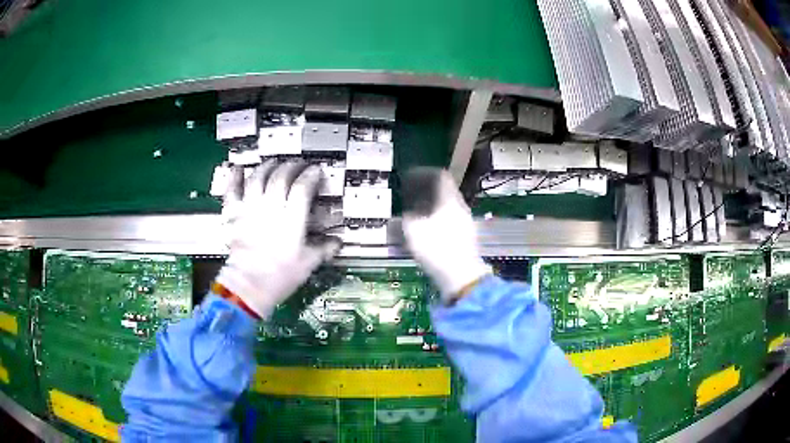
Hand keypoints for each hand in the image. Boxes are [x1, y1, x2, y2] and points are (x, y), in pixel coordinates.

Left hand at [217, 160, 340, 318]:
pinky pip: (232, 191)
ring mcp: (250, 208)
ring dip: (267, 167)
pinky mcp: (234, 214)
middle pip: (281, 176)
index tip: (317, 171)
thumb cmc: (280, 276)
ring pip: (258, 178)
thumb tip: (338, 242)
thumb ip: (323, 249)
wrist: (249, 285)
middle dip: (291, 166)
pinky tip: (237, 168)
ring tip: (274, 162)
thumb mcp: (308, 263)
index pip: (303, 187)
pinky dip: (234, 178)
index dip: (311, 175)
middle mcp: (271, 207)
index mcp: (291, 218)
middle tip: (298, 165)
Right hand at [402, 168, 489, 298]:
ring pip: (444, 212)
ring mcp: (466, 226)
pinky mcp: (465, 242)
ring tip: (412, 223)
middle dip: (423, 197)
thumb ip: (404, 221)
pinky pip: (447, 227)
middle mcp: (461, 209)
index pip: (440, 176)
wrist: (461, 277)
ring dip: (428, 214)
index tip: (409, 179)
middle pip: (442, 195)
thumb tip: (401, 218)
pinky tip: (423, 239)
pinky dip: (434, 227)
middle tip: (408, 202)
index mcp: (450, 201)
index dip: (423, 174)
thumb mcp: (413, 231)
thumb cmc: (436, 249)